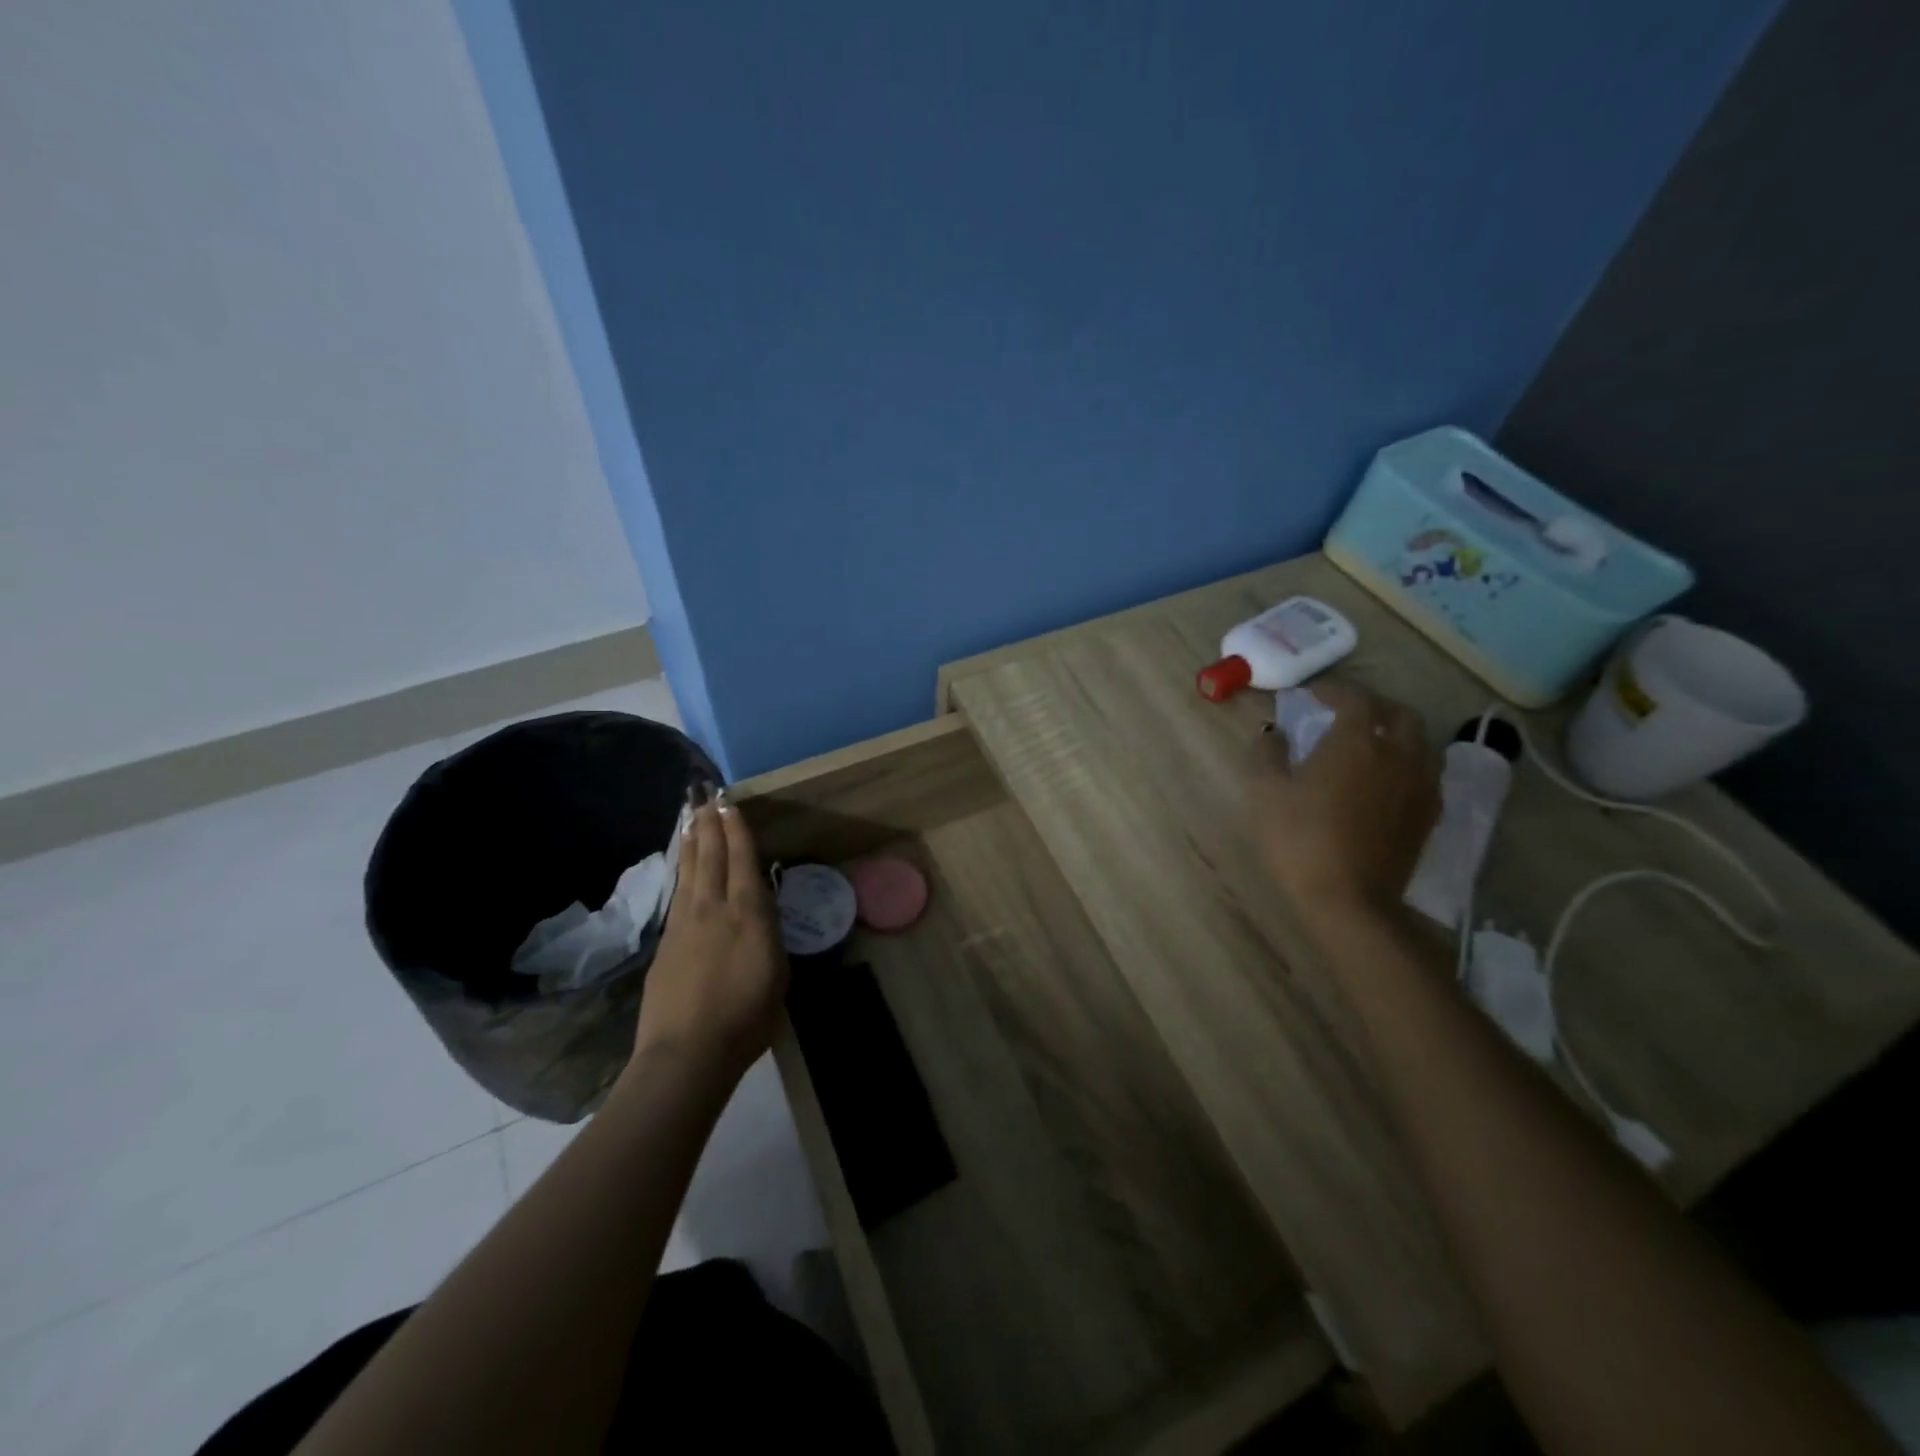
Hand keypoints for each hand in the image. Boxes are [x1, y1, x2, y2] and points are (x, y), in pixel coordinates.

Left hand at [628, 791, 788, 1084]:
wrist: (687, 1052)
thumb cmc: (747, 1019)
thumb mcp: (778, 976)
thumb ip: (768, 939)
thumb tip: (761, 922)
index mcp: (750, 914)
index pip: (742, 860)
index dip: (737, 830)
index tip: (730, 805)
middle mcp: (715, 908)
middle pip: (711, 856)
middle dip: (710, 825)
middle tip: (706, 798)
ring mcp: (685, 923)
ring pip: (689, 871)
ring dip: (690, 841)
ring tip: (690, 818)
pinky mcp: (665, 942)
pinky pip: (677, 894)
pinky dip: (679, 872)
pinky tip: (680, 866)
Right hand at [1252, 680, 1440, 923]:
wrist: (1349, 900)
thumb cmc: (1299, 840)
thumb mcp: (1266, 793)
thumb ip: (1268, 753)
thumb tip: (1274, 733)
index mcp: (1356, 742)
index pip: (1355, 699)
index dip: (1335, 690)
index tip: (1314, 694)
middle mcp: (1397, 755)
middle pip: (1399, 714)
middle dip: (1374, 705)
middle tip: (1347, 712)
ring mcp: (1420, 786)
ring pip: (1420, 742)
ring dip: (1396, 732)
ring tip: (1372, 742)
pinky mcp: (1428, 815)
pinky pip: (1426, 772)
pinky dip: (1407, 761)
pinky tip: (1387, 778)